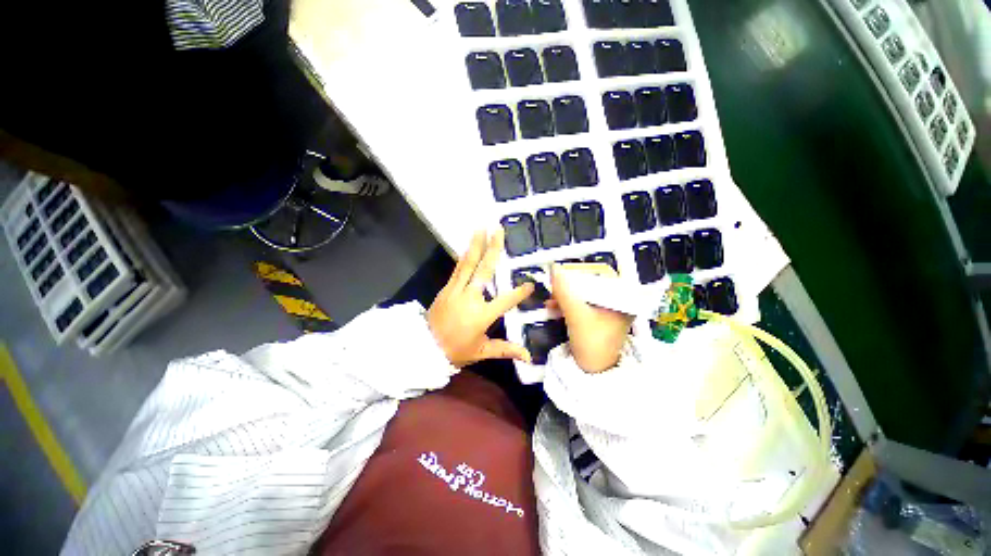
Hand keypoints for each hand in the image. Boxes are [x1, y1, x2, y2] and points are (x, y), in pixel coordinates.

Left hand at [427, 230, 534, 367]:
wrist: (424, 347)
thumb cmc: (456, 350)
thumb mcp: (482, 351)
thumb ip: (505, 350)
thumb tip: (528, 357)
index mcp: (482, 315)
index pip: (506, 300)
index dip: (519, 292)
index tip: (531, 283)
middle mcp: (470, 298)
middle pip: (484, 270)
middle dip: (493, 249)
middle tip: (498, 231)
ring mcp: (456, 290)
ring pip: (468, 264)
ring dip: (476, 245)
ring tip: (482, 228)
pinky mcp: (446, 288)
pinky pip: (457, 269)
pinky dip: (464, 256)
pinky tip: (469, 246)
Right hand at [550, 264, 634, 373]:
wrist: (593, 373)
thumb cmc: (592, 343)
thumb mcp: (576, 315)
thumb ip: (564, 291)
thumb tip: (554, 268)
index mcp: (622, 300)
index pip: (602, 275)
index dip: (581, 272)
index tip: (563, 273)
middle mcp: (618, 302)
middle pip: (592, 285)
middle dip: (570, 285)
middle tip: (555, 285)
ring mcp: (607, 311)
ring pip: (585, 295)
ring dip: (567, 295)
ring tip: (552, 298)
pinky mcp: (597, 319)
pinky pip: (582, 305)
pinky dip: (569, 304)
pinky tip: (555, 306)